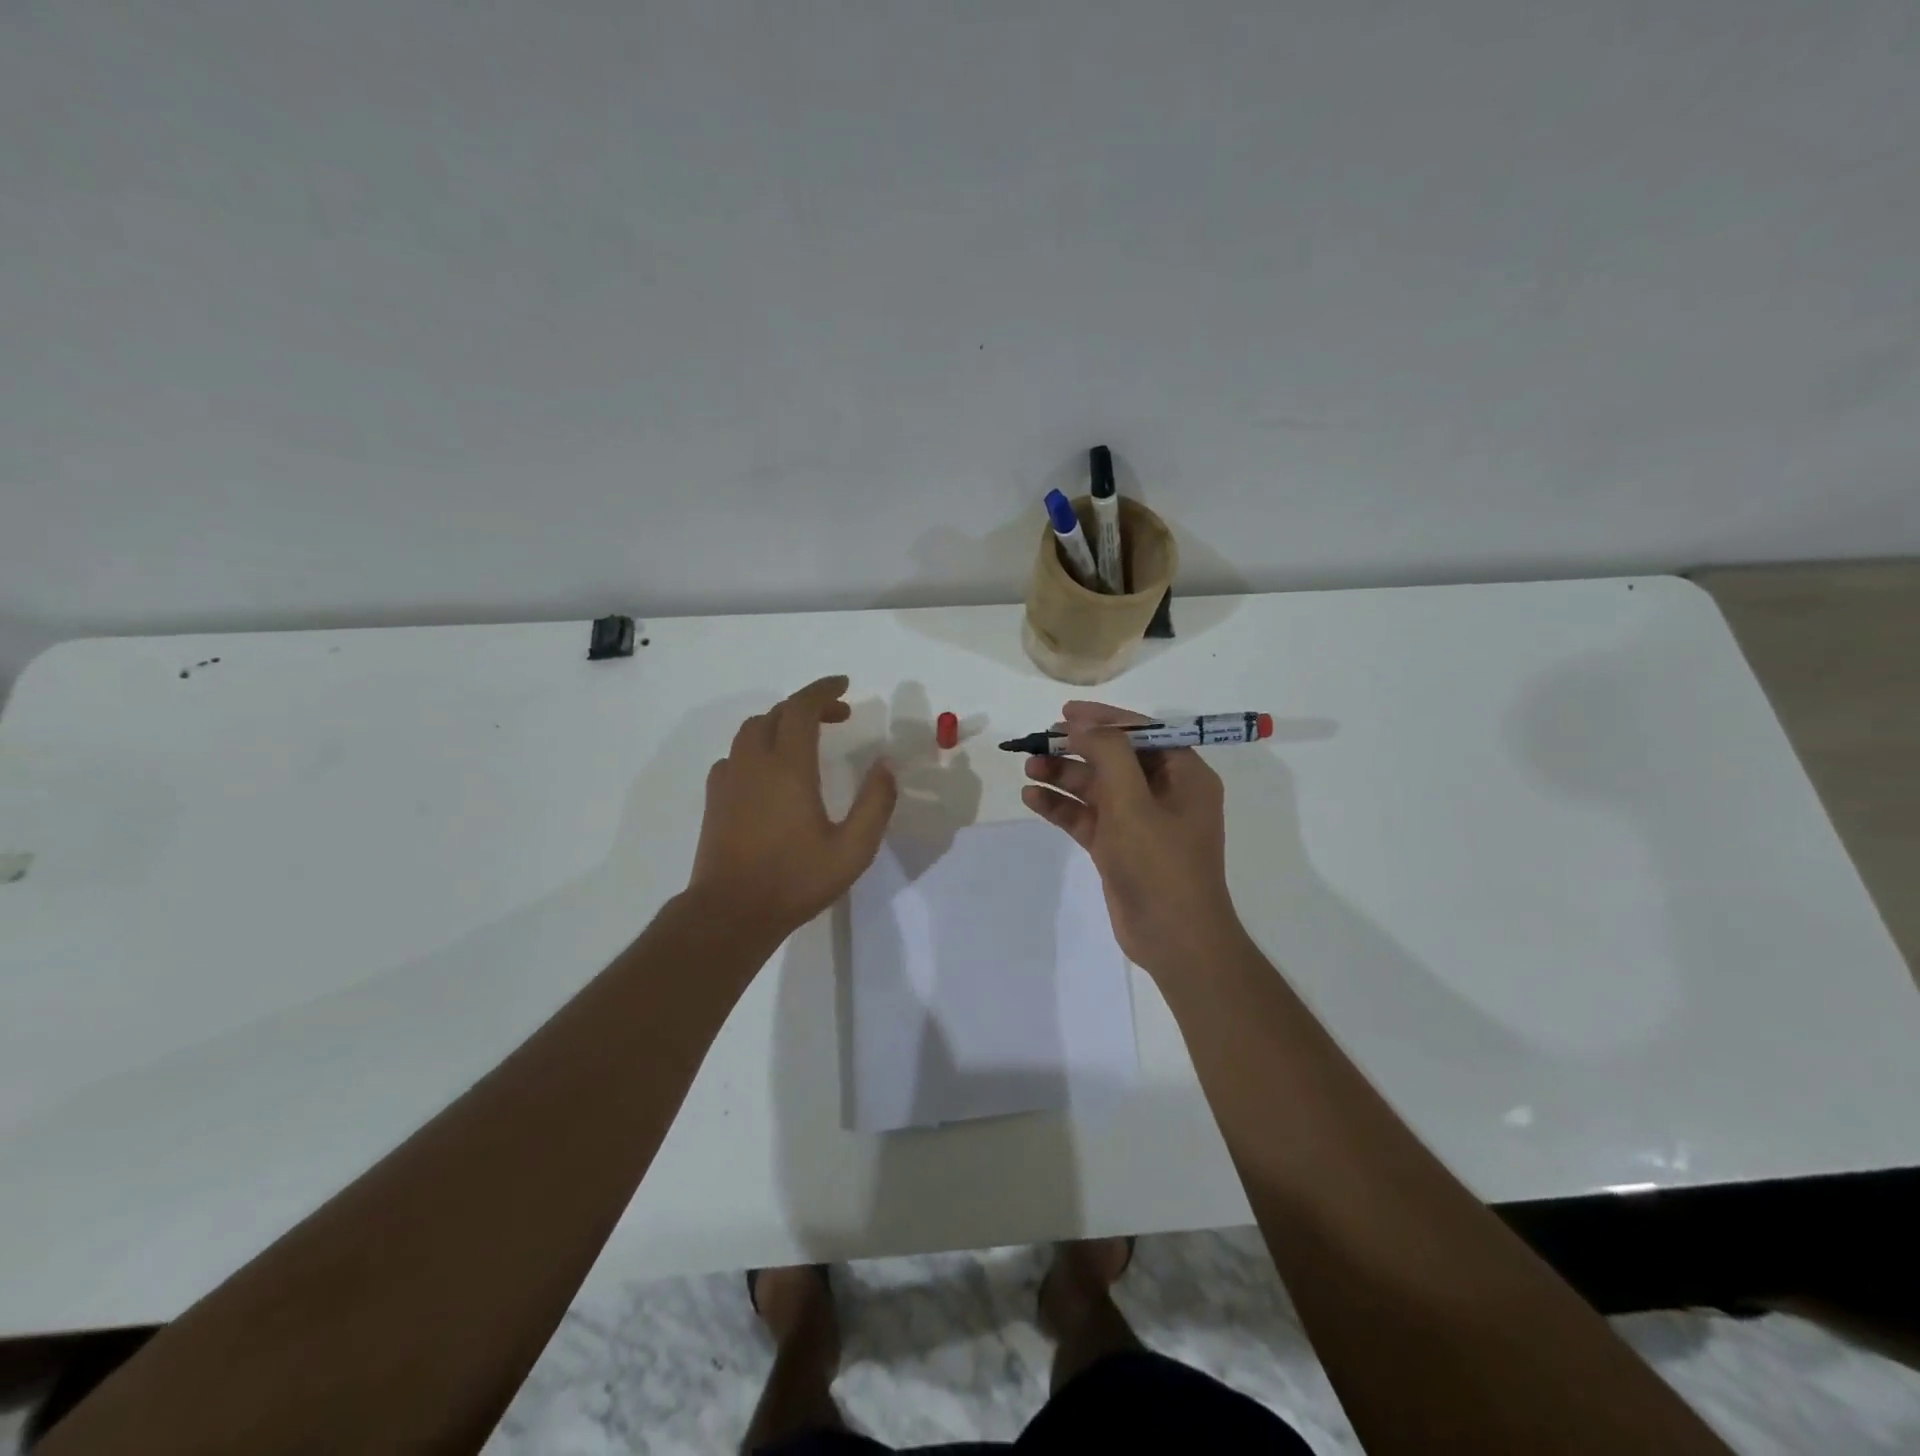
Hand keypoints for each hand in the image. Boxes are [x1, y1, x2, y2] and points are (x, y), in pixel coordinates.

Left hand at [689, 676, 896, 936]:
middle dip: (808, 706)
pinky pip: (735, 755)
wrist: (730, 912)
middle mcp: (754, 763)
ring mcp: (729, 780)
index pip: (801, 708)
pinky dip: (758, 748)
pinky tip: (771, 771)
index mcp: (788, 768)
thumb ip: (875, 804)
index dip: (823, 690)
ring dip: (781, 723)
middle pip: (776, 714)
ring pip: (751, 731)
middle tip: (838, 716)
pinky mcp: (715, 799)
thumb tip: (885, 766)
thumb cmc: (795, 880)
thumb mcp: (852, 849)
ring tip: (806, 739)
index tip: (845, 685)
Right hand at [1021, 701, 1245, 978]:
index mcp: (1184, 775)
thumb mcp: (1133, 801)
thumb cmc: (1161, 864)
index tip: (1065, 712)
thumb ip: (1108, 754)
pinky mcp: (1118, 847)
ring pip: (1096, 787)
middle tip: (1039, 741)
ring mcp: (1139, 821)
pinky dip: (1062, 806)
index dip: (1104, 718)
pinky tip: (1032, 798)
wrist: (1174, 939)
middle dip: (1076, 748)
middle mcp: (1164, 792)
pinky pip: (1087, 816)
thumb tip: (1082, 722)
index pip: (1142, 732)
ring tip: (1028, 767)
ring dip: (1064, 776)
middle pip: (1114, 758)